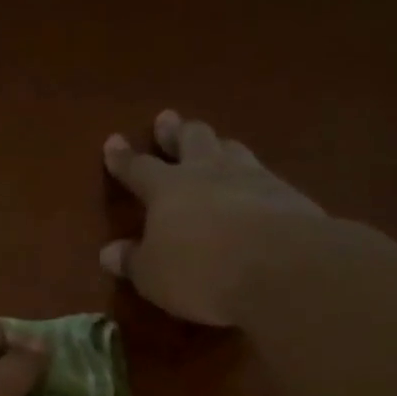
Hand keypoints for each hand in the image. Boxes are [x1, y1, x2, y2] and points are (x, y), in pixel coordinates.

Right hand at [101, 110, 323, 325]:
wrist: (282, 268)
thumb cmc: (201, 272)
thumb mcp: (153, 275)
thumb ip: (132, 261)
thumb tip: (109, 252)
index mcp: (167, 188)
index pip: (138, 168)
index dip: (124, 158)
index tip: (114, 141)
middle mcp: (208, 172)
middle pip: (191, 140)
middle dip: (176, 132)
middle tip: (167, 120)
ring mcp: (252, 177)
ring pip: (231, 148)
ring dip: (218, 144)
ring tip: (215, 144)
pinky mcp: (287, 194)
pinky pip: (263, 173)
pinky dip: (252, 174)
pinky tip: (256, 182)